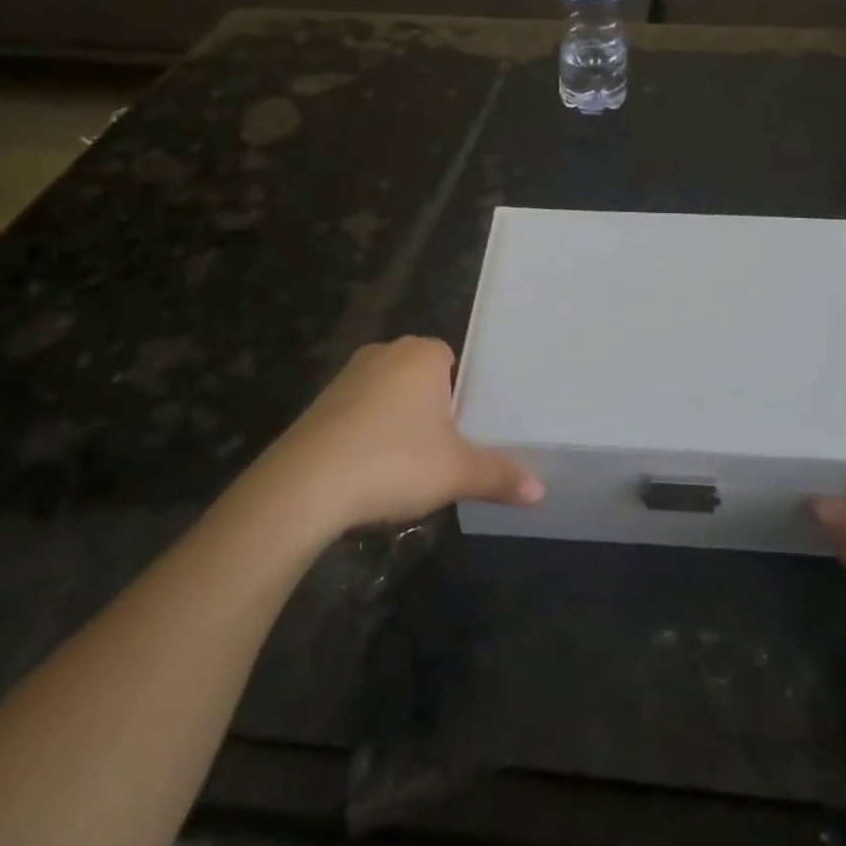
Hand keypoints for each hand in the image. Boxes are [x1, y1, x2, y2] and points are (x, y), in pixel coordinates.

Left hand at [261, 337, 542, 534]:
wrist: (304, 486)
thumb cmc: (393, 461)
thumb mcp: (456, 472)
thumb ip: (499, 476)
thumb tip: (540, 493)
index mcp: (423, 354)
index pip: (454, 361)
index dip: (463, 395)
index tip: (468, 430)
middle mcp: (385, 352)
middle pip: (422, 377)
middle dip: (432, 409)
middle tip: (445, 449)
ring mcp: (348, 375)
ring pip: (389, 394)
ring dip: (399, 422)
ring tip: (409, 464)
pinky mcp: (321, 403)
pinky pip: (359, 411)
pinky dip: (368, 433)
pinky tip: (371, 469)